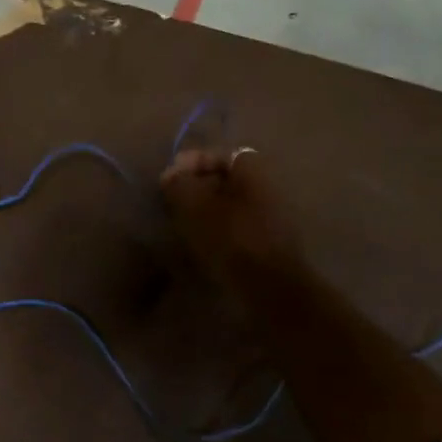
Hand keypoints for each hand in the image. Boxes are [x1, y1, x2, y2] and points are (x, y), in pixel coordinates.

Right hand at [161, 148, 301, 285]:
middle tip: (172, 200)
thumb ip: (180, 185)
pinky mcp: (267, 243)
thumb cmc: (231, 239)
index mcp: (254, 172)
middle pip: (227, 179)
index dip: (193, 162)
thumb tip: (170, 175)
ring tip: (181, 222)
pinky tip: (199, 241)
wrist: (269, 287)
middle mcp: (267, 188)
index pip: (221, 154)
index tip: (170, 177)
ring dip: (204, 209)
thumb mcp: (196, 208)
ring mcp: (271, 217)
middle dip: (197, 186)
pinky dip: (216, 227)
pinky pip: (236, 225)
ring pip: (230, 203)